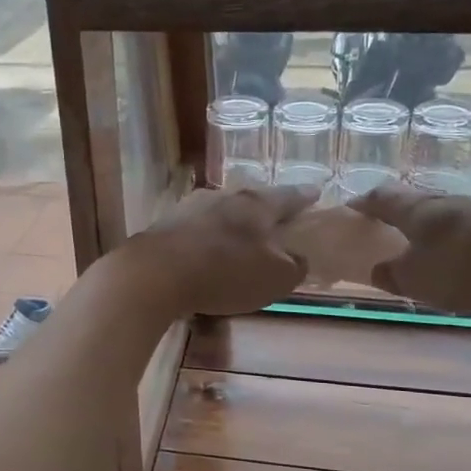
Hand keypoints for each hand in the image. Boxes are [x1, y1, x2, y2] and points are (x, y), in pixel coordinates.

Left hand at [119, 183, 316, 316]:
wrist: (154, 273)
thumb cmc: (225, 273)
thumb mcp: (275, 278)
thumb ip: (295, 266)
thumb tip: (298, 258)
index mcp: (257, 205)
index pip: (289, 195)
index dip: (305, 196)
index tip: (315, 192)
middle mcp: (226, 196)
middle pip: (253, 198)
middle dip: (267, 208)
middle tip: (278, 218)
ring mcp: (192, 206)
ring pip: (224, 209)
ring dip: (234, 221)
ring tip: (242, 235)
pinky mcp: (167, 224)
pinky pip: (198, 226)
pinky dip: (209, 236)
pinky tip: (207, 249)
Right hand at [349, 181, 470, 315]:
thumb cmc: (469, 265)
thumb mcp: (419, 279)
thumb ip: (393, 275)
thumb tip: (377, 269)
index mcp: (417, 210)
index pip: (381, 199)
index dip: (364, 204)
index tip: (350, 208)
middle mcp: (445, 201)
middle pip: (413, 200)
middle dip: (396, 210)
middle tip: (383, 224)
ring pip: (443, 212)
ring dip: (428, 224)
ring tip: (421, 242)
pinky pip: (469, 226)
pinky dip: (456, 237)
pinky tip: (461, 253)